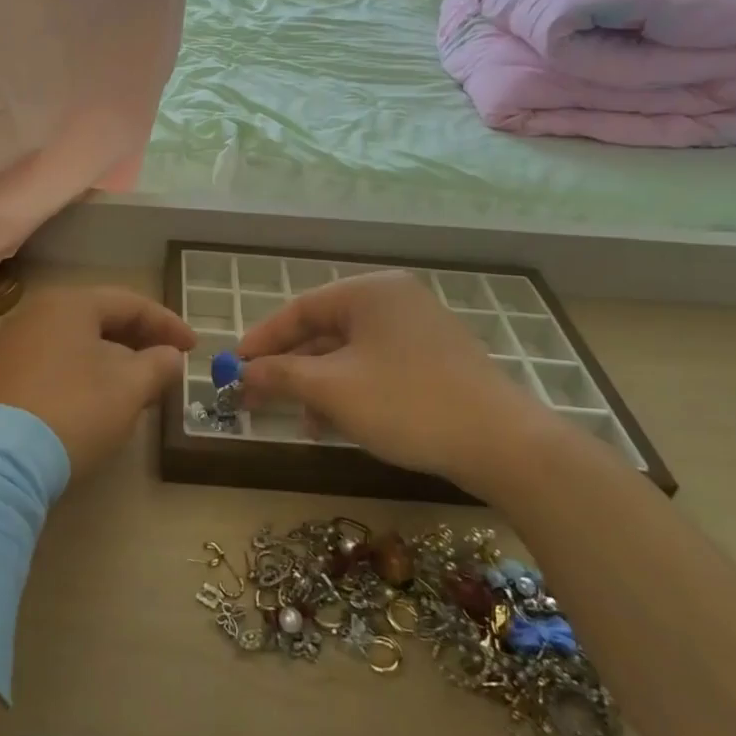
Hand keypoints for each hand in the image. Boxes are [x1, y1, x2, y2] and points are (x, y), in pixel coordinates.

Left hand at [0, 286, 195, 475]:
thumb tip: (170, 356)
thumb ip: (158, 365)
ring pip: (78, 344)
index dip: (168, 324)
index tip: (195, 348)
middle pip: (101, 320)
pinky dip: (85, 375)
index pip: (130, 304)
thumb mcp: (129, 389)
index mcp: (70, 305)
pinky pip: (55, 364)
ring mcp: (13, 346)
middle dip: (140, 343)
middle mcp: (37, 314)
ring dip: (114, 362)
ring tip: (139, 389)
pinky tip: (98, 402)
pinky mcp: (0, 378)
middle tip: (169, 366)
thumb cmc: (73, 411)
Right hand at [237, 270, 559, 498]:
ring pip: (349, 353)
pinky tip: (335, 423)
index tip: (233, 366)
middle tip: (256, 395)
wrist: (502, 443)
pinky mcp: (434, 360)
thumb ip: (280, 375)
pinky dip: (350, 390)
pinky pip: (375, 367)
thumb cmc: (407, 403)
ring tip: (299, 421)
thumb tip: (241, 373)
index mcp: (370, 292)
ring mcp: (418, 330)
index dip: (262, 338)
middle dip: (289, 366)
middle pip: (324, 330)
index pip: (300, 308)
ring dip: (318, 385)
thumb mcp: (332, 389)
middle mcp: (394, 301)